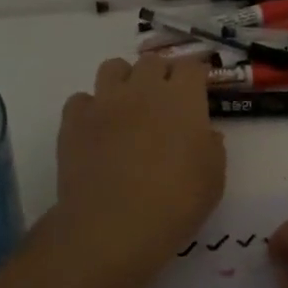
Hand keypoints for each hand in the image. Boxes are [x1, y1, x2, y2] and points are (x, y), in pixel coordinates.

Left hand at [51, 56, 225, 287]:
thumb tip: (205, 134)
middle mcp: (143, 90)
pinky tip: (97, 130)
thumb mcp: (213, 179)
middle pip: (152, 61)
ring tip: (128, 106)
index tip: (198, 89)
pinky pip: (81, 99)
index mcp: (183, 98)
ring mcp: (105, 102)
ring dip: (124, 81)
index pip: (191, 66)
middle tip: (164, 101)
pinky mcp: (74, 121)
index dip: (195, 75)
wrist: (113, 226)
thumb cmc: (176, 203)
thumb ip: (212, 148)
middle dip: (160, 74)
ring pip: (112, 68)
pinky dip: (90, 109)